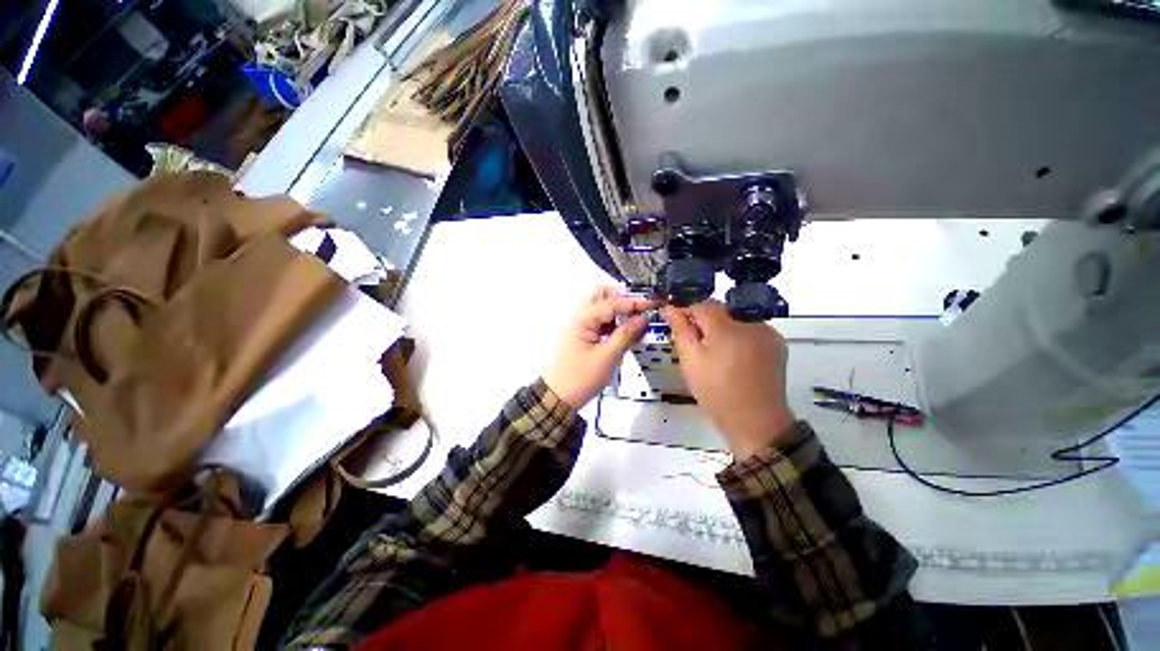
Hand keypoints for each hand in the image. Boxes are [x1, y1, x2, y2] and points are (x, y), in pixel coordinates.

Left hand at [544, 288, 660, 408]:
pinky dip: (612, 321)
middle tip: (640, 309)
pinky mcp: (581, 334)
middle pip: (601, 294)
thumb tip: (643, 318)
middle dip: (622, 298)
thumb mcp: (608, 357)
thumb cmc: (581, 378)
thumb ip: (626, 334)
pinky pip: (599, 320)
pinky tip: (623, 331)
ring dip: (617, 309)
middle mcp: (579, 316)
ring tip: (635, 322)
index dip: (635, 302)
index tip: (654, 302)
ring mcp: (579, 325)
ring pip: (600, 306)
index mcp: (582, 319)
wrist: (558, 396)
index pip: (612, 302)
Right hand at [662, 301, 795, 458]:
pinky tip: (732, 354)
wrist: (756, 422)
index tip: (674, 320)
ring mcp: (768, 332)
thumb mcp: (691, 362)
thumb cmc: (716, 392)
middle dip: (703, 320)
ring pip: (735, 318)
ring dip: (721, 327)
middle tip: (692, 341)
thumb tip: (670, 308)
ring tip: (712, 350)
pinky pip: (750, 329)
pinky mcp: (777, 343)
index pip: (703, 304)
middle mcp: (752, 323)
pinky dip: (737, 335)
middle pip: (721, 310)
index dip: (686, 309)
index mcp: (729, 328)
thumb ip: (681, 331)